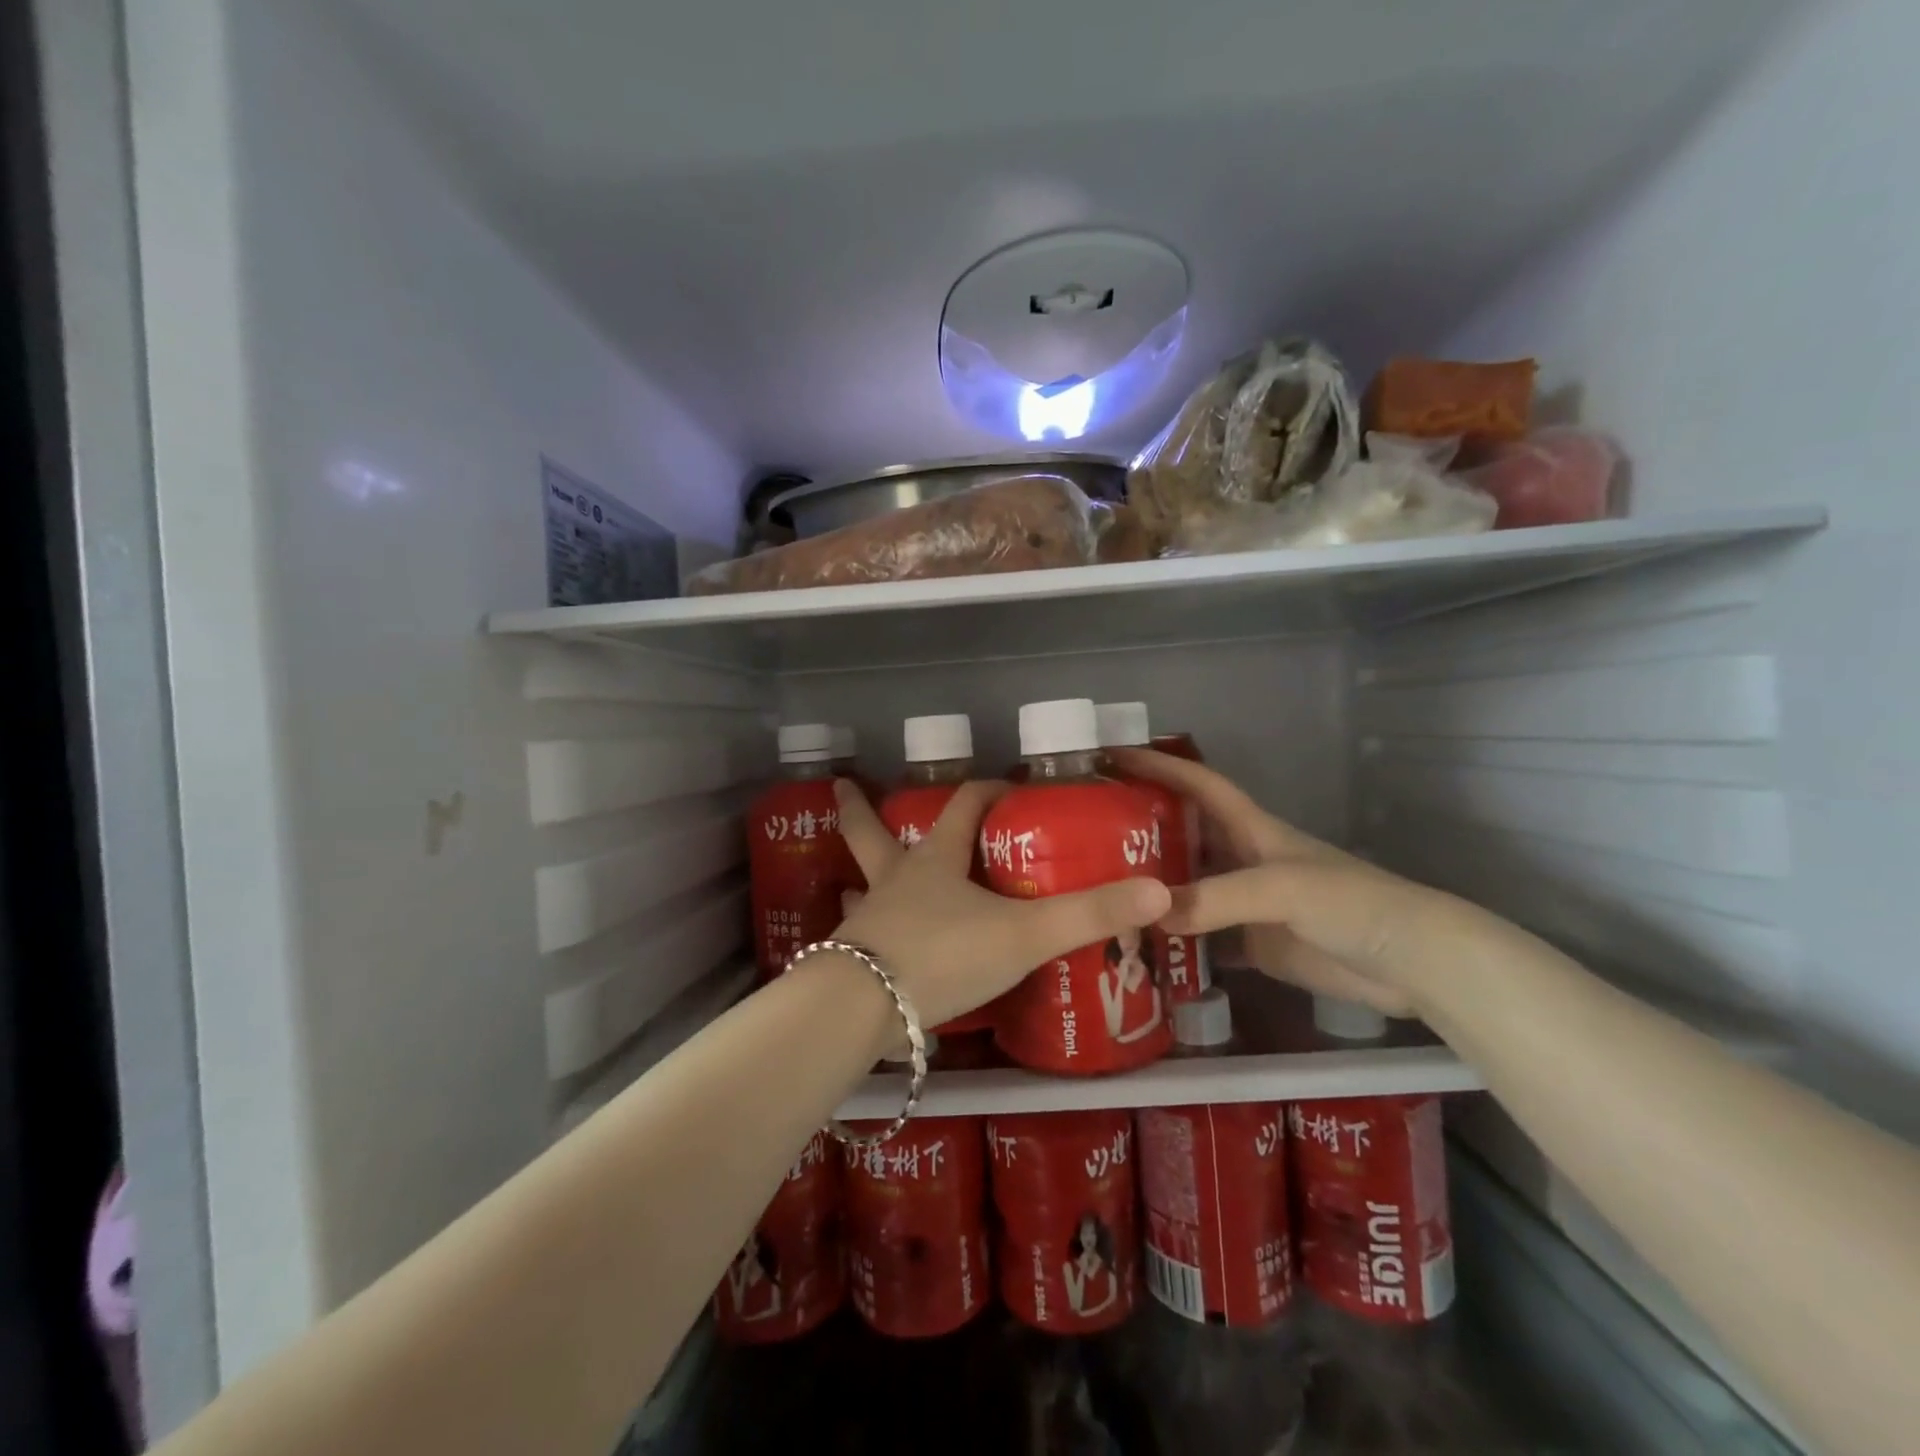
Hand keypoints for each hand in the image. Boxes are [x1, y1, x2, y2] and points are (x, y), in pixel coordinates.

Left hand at [828, 779, 1171, 1030]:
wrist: (865, 1009)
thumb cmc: (945, 954)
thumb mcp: (1024, 934)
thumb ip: (1089, 915)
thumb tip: (1159, 891)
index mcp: (935, 861)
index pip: (962, 807)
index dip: (986, 792)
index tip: (1005, 788)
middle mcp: (894, 880)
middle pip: (870, 833)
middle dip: (860, 810)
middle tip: (843, 787)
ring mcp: (868, 919)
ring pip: (860, 884)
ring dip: (859, 874)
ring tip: (852, 875)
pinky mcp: (854, 960)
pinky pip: (860, 935)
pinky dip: (863, 931)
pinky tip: (867, 943)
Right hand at [1108, 748, 1477, 1017]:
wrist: (1410, 964)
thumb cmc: (1352, 904)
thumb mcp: (1283, 889)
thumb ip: (1218, 898)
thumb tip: (1149, 913)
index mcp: (1253, 830)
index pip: (1199, 786)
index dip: (1160, 766)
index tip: (1113, 756)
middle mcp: (1243, 860)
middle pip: (1184, 836)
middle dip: (1140, 830)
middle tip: (1085, 835)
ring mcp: (1246, 905)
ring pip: (1187, 888)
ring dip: (1151, 888)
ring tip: (1099, 892)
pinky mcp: (1253, 945)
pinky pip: (1200, 937)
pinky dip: (1171, 940)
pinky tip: (1137, 946)